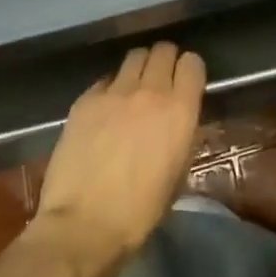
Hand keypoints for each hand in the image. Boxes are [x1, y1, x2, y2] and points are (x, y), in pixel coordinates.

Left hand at [32, 42, 205, 273]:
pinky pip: (104, 80)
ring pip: (133, 57)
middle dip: (165, 61)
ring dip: (138, 68)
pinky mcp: (85, 101)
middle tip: (160, 81)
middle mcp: (150, 91)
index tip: (186, 83)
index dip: (190, 70)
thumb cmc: (139, 211)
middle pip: (163, 50)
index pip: (192, 63)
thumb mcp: (178, 175)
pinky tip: (104, 111)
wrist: (83, 227)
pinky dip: (109, 89)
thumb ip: (184, 136)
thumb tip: (181, 121)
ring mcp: (114, 93)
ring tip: (132, 90)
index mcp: (180, 110)